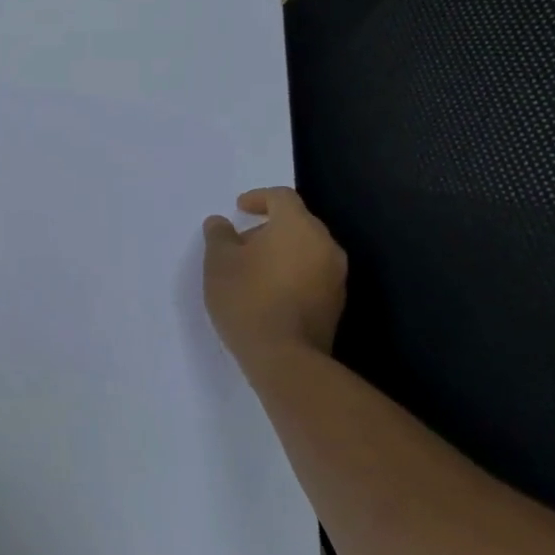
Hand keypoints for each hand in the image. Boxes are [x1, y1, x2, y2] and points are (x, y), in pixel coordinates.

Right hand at [202, 187, 347, 370]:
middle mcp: (325, 245)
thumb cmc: (247, 298)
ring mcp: (336, 276)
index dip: (258, 198)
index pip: (281, 197)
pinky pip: (312, 274)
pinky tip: (269, 293)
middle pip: (297, 223)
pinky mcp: (336, 303)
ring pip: (307, 250)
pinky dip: (292, 273)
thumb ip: (219, 235)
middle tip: (241, 244)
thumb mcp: (218, 262)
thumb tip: (221, 223)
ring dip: (281, 252)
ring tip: (252, 271)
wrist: (285, 357)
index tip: (239, 209)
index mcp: (298, 226)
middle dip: (269, 227)